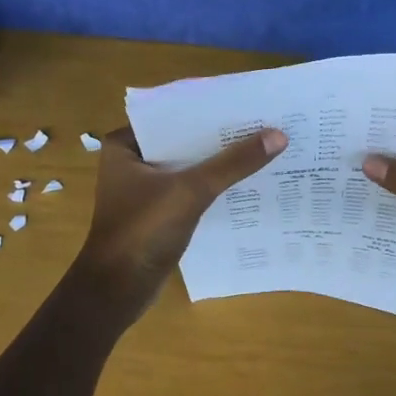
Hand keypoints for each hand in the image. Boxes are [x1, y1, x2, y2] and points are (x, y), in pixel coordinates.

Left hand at [79, 126, 289, 298]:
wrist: (117, 292)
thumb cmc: (142, 231)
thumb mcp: (191, 191)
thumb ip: (233, 163)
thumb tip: (278, 135)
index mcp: (125, 145)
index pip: (173, 115)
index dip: (209, 108)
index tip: (247, 103)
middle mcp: (132, 161)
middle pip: (184, 141)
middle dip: (220, 136)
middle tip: (263, 123)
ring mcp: (144, 189)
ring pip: (190, 166)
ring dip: (219, 163)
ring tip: (262, 147)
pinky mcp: (158, 213)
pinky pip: (191, 190)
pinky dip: (214, 187)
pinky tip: (246, 182)